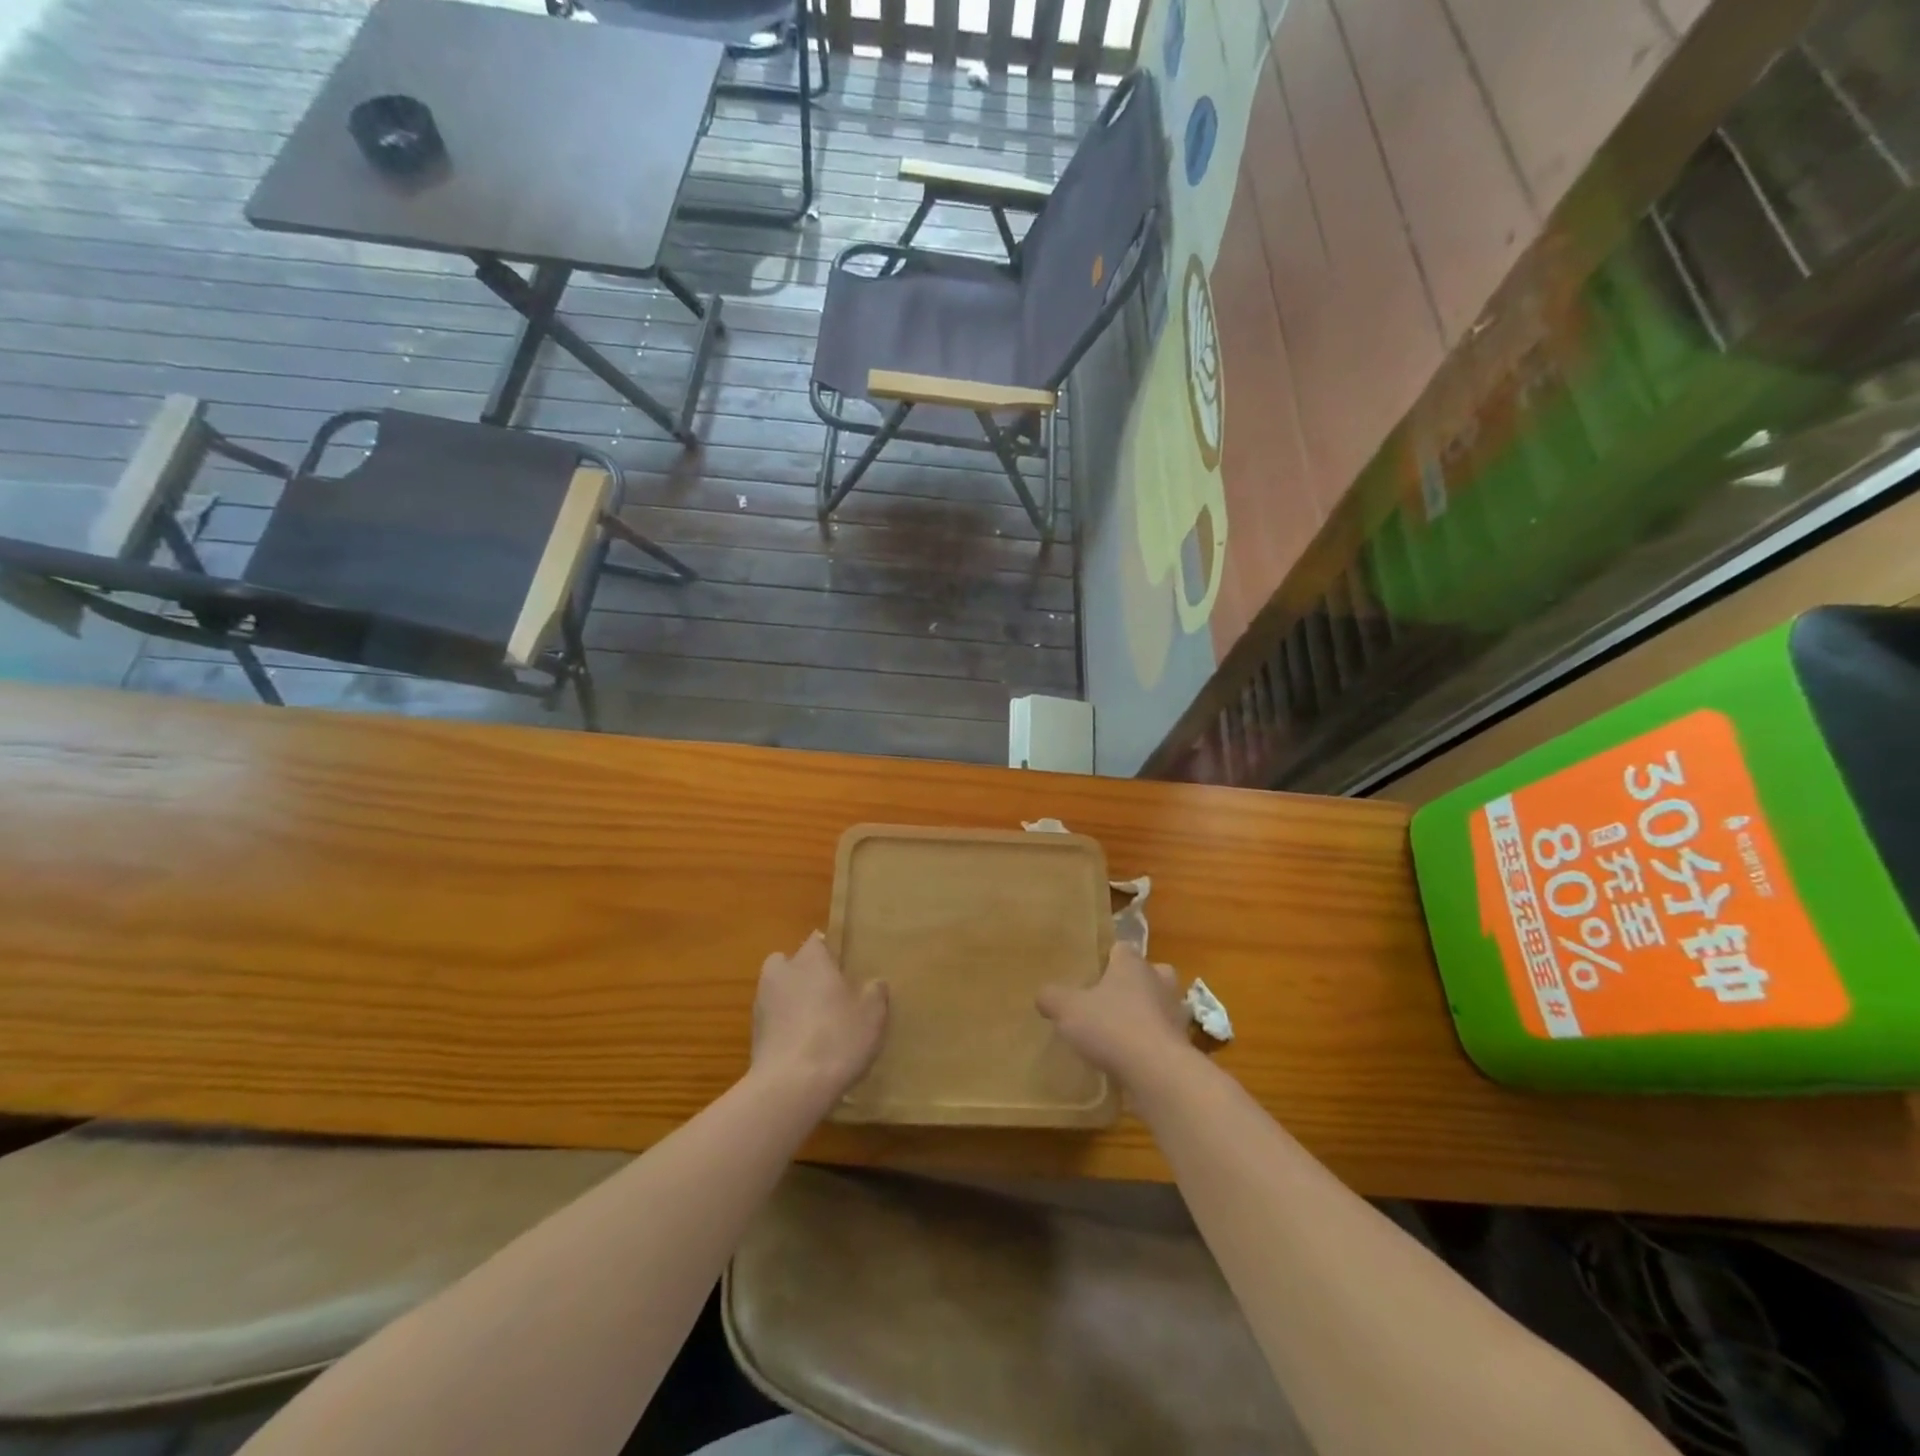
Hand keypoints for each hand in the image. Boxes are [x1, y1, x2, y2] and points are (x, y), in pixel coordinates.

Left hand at [752, 932, 888, 1100]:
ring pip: (778, 992)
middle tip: (827, 994)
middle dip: (803, 974)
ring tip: (817, 1026)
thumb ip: (875, 992)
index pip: (817, 941)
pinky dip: (785, 1029)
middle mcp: (782, 973)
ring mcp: (762, 1004)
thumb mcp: (872, 1014)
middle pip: (789, 963)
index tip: (844, 968)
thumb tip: (874, 983)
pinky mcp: (753, 1036)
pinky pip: (773, 1022)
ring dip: (791, 1002)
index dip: (830, 952)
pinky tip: (804, 1050)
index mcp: (810, 959)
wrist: (791, 1087)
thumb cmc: (837, 1037)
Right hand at [1037, 943, 1191, 1088]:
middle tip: (1109, 998)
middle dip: (1132, 983)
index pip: (1121, 948)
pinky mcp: (1181, 1044)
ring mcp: (1175, 1013)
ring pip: (1159, 1004)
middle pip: (1147, 973)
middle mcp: (1159, 981)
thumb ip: (1052, 997)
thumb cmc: (1112, 1027)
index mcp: (1132, 964)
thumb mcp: (1067, 1009)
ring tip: (1119, 1030)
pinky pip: (1162, 1036)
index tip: (1091, 971)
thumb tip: (1043, 995)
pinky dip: (1150, 1042)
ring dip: (1144, 1013)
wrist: (1158, 1073)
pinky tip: (1130, 1058)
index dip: (1106, 958)